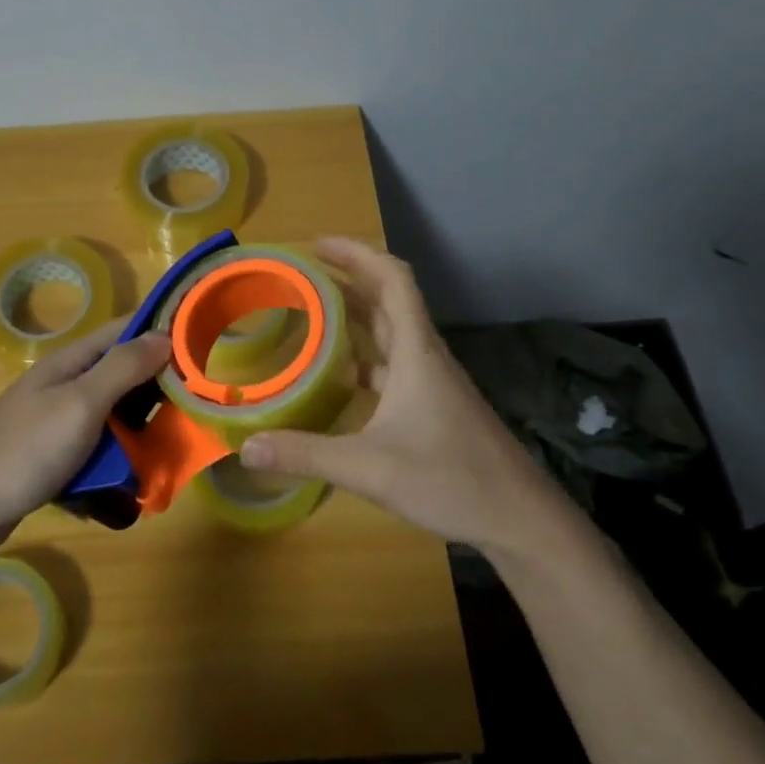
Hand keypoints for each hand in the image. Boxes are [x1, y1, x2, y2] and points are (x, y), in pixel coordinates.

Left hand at [0, 320, 173, 554]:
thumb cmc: (25, 448)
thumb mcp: (81, 403)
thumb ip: (122, 368)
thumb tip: (164, 335)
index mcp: (71, 363)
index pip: (123, 331)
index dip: (161, 332)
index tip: (202, 344)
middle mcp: (65, 385)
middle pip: (122, 377)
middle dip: (157, 391)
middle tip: (194, 410)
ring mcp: (56, 422)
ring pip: (112, 418)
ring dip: (138, 434)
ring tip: (169, 453)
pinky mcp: (52, 457)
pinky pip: (95, 451)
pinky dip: (113, 463)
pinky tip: (130, 485)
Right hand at [239, 238, 587, 560]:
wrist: (519, 519)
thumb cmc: (451, 479)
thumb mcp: (369, 467)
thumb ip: (306, 454)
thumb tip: (245, 448)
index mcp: (416, 352)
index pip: (392, 279)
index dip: (357, 253)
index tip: (317, 245)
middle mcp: (426, 357)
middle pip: (388, 300)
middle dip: (347, 279)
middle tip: (301, 276)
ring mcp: (433, 382)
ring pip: (391, 333)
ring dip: (355, 316)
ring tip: (311, 315)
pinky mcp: (435, 406)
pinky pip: (394, 365)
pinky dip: (365, 357)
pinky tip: (340, 377)